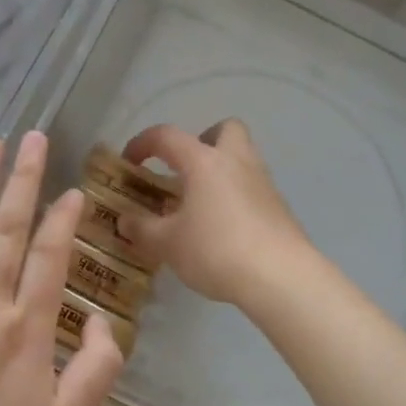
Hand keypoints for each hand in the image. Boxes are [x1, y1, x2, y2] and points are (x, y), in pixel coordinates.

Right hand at [119, 120, 311, 306]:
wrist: (280, 276)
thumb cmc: (216, 250)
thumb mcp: (167, 244)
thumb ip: (142, 229)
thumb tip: (125, 220)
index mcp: (204, 161)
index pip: (167, 136)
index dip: (142, 143)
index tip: (129, 162)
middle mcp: (236, 161)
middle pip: (224, 129)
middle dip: (202, 141)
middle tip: (184, 170)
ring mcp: (263, 182)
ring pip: (241, 158)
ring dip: (219, 171)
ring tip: (199, 205)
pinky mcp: (279, 207)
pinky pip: (252, 187)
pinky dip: (235, 197)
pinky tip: (222, 228)